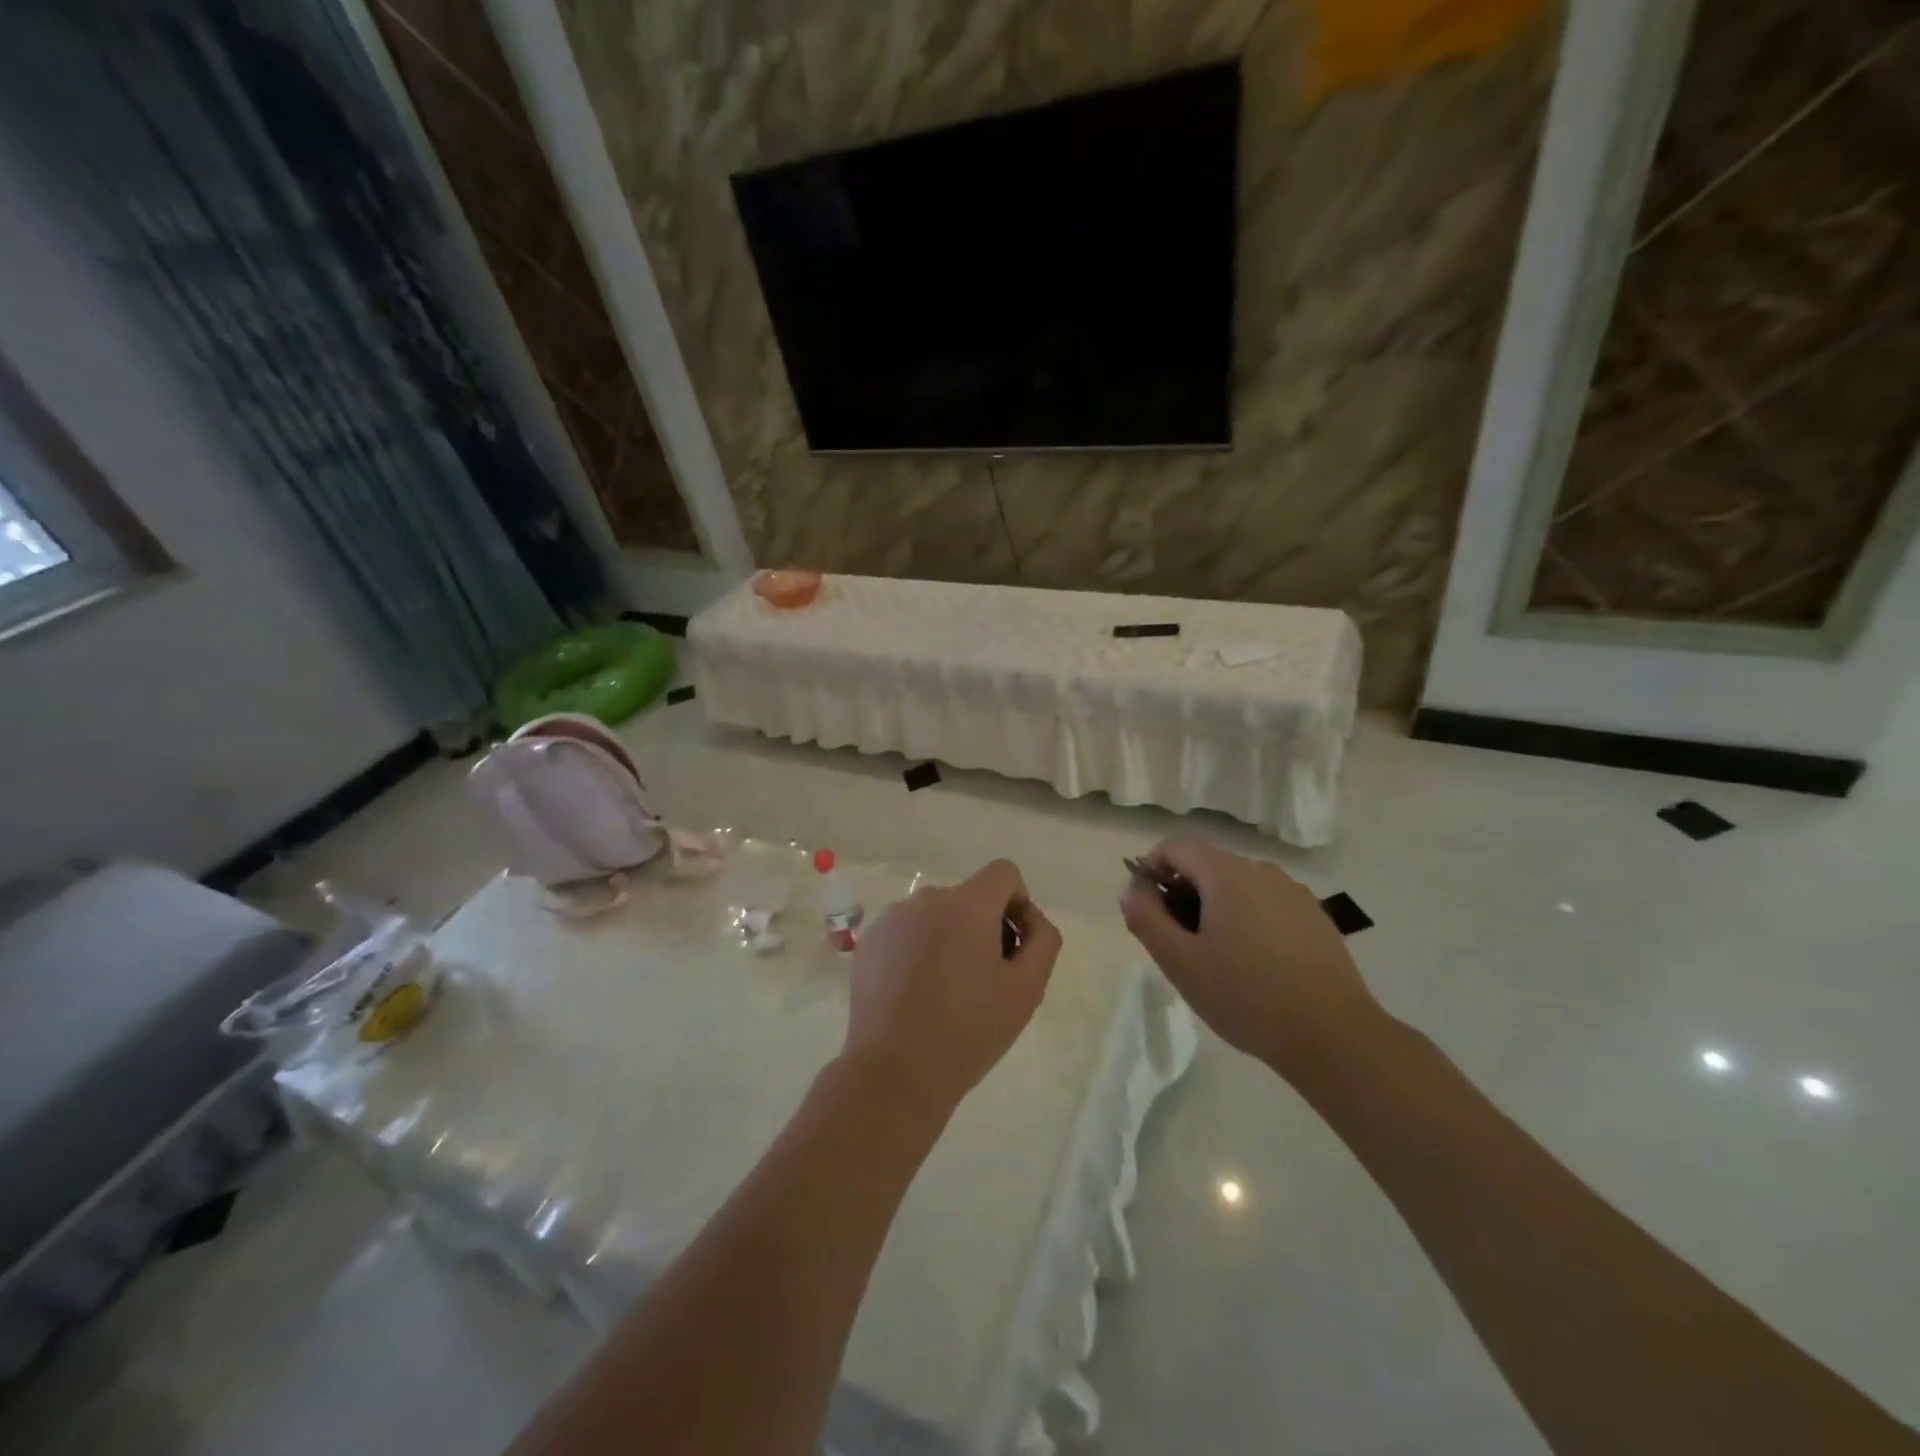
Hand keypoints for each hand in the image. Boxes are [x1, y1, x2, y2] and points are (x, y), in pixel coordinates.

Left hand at [842, 859, 1062, 1116]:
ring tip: (946, 994)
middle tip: (984, 982)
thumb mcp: (1027, 989)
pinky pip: (907, 933)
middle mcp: (927, 899)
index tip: (1013, 947)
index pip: (1004, 873)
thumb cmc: (969, 1030)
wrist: (894, 1071)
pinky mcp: (869, 942)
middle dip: (984, 928)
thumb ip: (1042, 940)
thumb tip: (1029, 919)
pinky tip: (915, 996)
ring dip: (950, 939)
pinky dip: (919, 952)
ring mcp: (892, 919)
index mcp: (967, 904)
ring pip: (936, 917)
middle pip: (969, 898)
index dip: (1018, 904)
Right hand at [1119, 837, 1382, 1081]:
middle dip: (1183, 895)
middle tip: (1180, 945)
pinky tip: (1256, 967)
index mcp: (1226, 874)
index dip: (1151, 869)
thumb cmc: (1246, 996)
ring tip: (1219, 961)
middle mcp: (1261, 870)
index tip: (1149, 911)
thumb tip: (1133, 890)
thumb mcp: (1180, 962)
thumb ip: (1147, 918)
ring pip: (1238, 886)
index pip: (1175, 846)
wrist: (1333, 1036)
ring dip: (1216, 909)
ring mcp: (1293, 893)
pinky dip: (1248, 921)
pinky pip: (1266, 904)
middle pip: (1207, 865)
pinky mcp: (1315, 917)